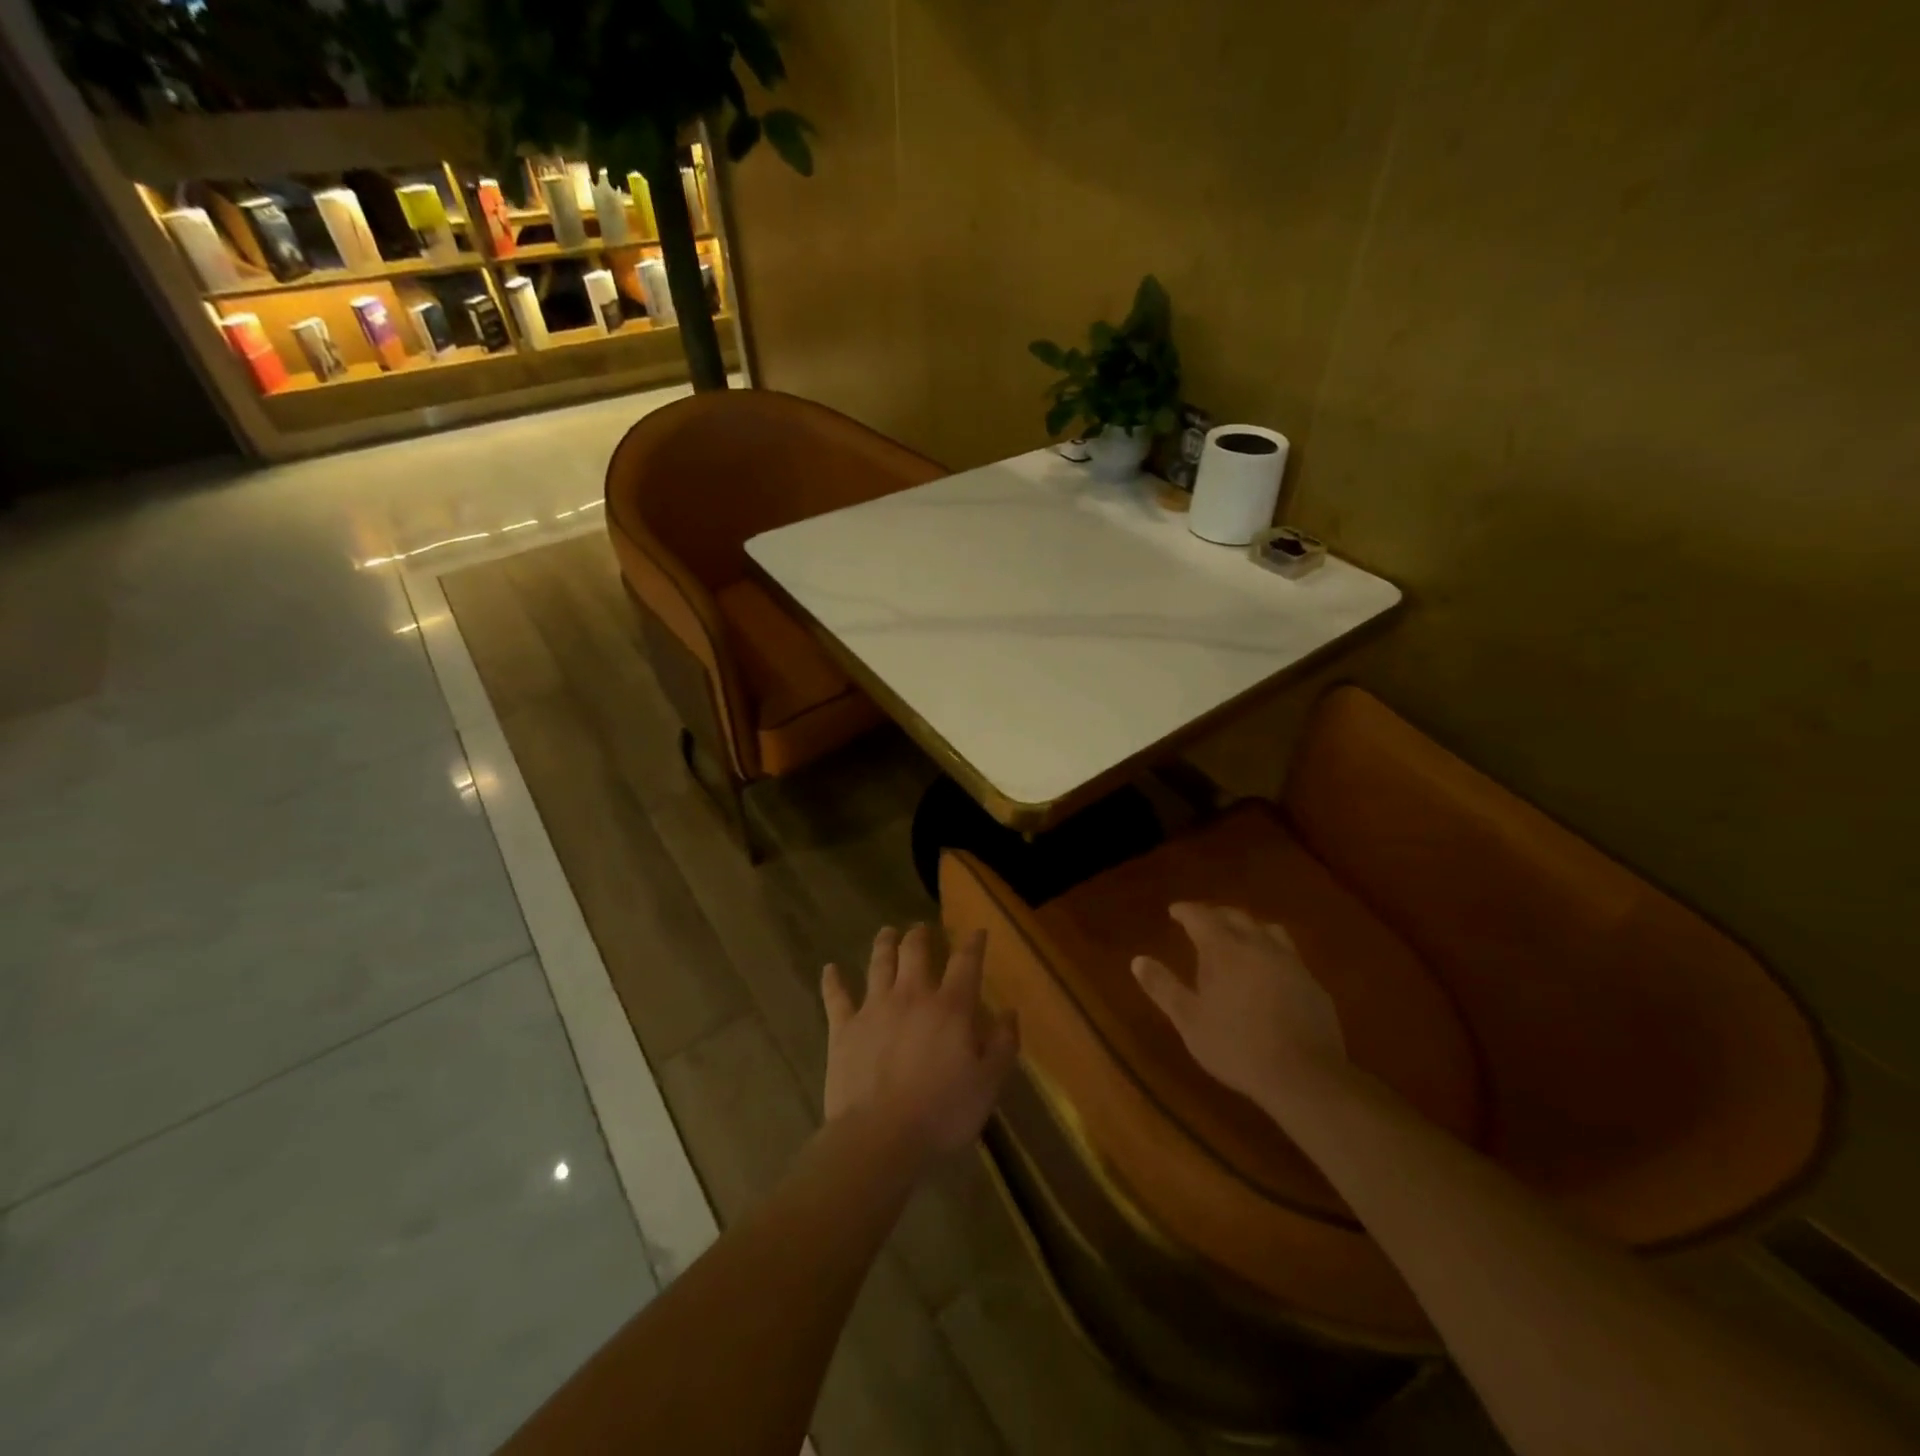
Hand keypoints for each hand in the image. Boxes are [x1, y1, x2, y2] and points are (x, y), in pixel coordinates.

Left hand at [821, 925, 1019, 1159]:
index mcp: (950, 1007)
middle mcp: (912, 995)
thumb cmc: (942, 1113)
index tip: (977, 931)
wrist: (879, 1137)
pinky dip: (832, 980)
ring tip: (887, 932)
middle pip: (915, 951)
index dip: (973, 944)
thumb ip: (1002, 1045)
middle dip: (921, 935)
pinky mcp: (844, 1027)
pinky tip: (829, 968)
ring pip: (879, 963)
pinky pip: (836, 996)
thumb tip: (1009, 1012)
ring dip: (884, 944)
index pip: (966, 963)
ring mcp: (874, 1008)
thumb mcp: (988, 1085)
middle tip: (922, 928)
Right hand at [1132, 902, 1347, 1108]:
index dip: (1186, 911)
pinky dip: (1271, 951)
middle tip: (1202, 920)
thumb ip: (1163, 987)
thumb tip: (1138, 960)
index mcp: (1224, 950)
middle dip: (1216, 914)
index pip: (1201, 917)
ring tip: (1239, 937)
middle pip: (1235, 917)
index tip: (1174, 910)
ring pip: (1267, 930)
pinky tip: (1269, 970)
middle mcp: (1258, 946)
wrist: (1305, 1076)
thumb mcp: (1189, 1020)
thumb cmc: (1236, 1047)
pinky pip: (1288, 953)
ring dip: (1248, 927)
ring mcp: (1290, 963)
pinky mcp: (1312, 983)